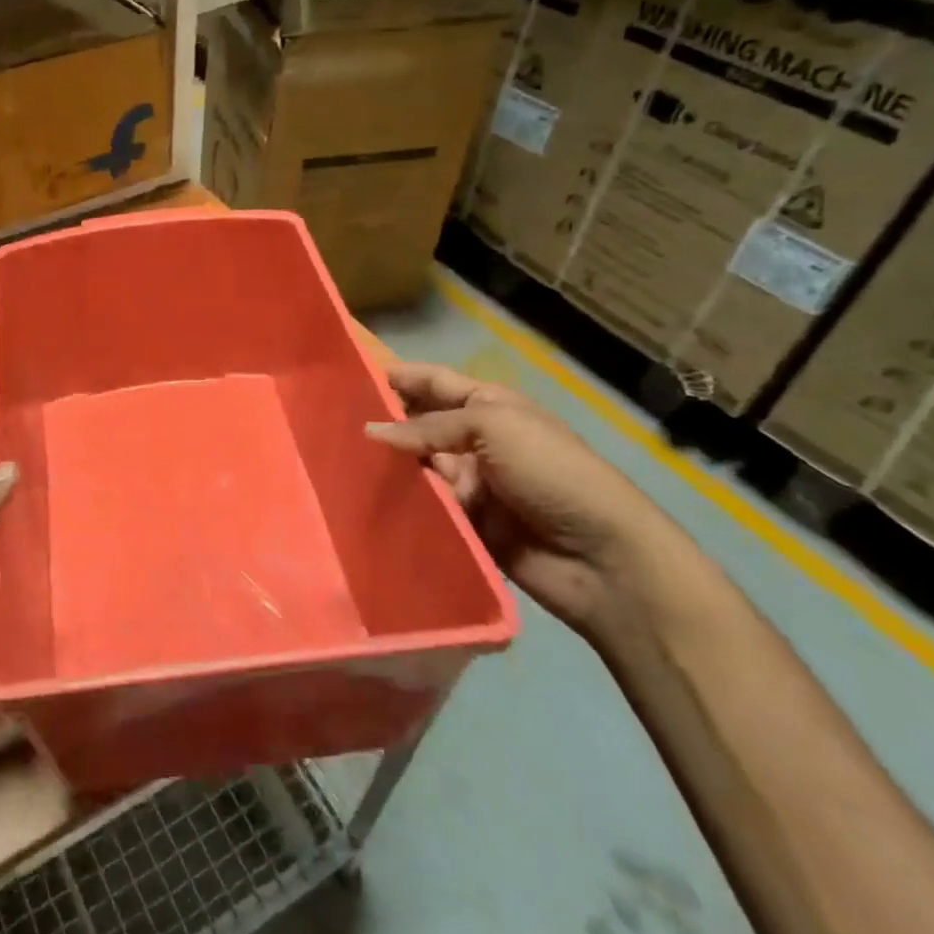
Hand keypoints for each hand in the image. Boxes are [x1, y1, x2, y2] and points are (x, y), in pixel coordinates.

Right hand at [365, 363, 680, 635]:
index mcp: (490, 406)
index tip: (348, 376)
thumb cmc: (552, 472)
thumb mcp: (494, 428)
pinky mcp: (465, 521)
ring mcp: (470, 482)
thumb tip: (370, 431)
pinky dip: (401, 500)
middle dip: (384, 420)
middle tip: (331, 421)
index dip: (398, 376)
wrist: (602, 557)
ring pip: (417, 465)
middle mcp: (476, 439)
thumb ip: (429, 427)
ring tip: (338, 459)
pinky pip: (424, 504)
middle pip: (419, 424)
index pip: (434, 382)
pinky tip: (362, 496)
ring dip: (387, 463)